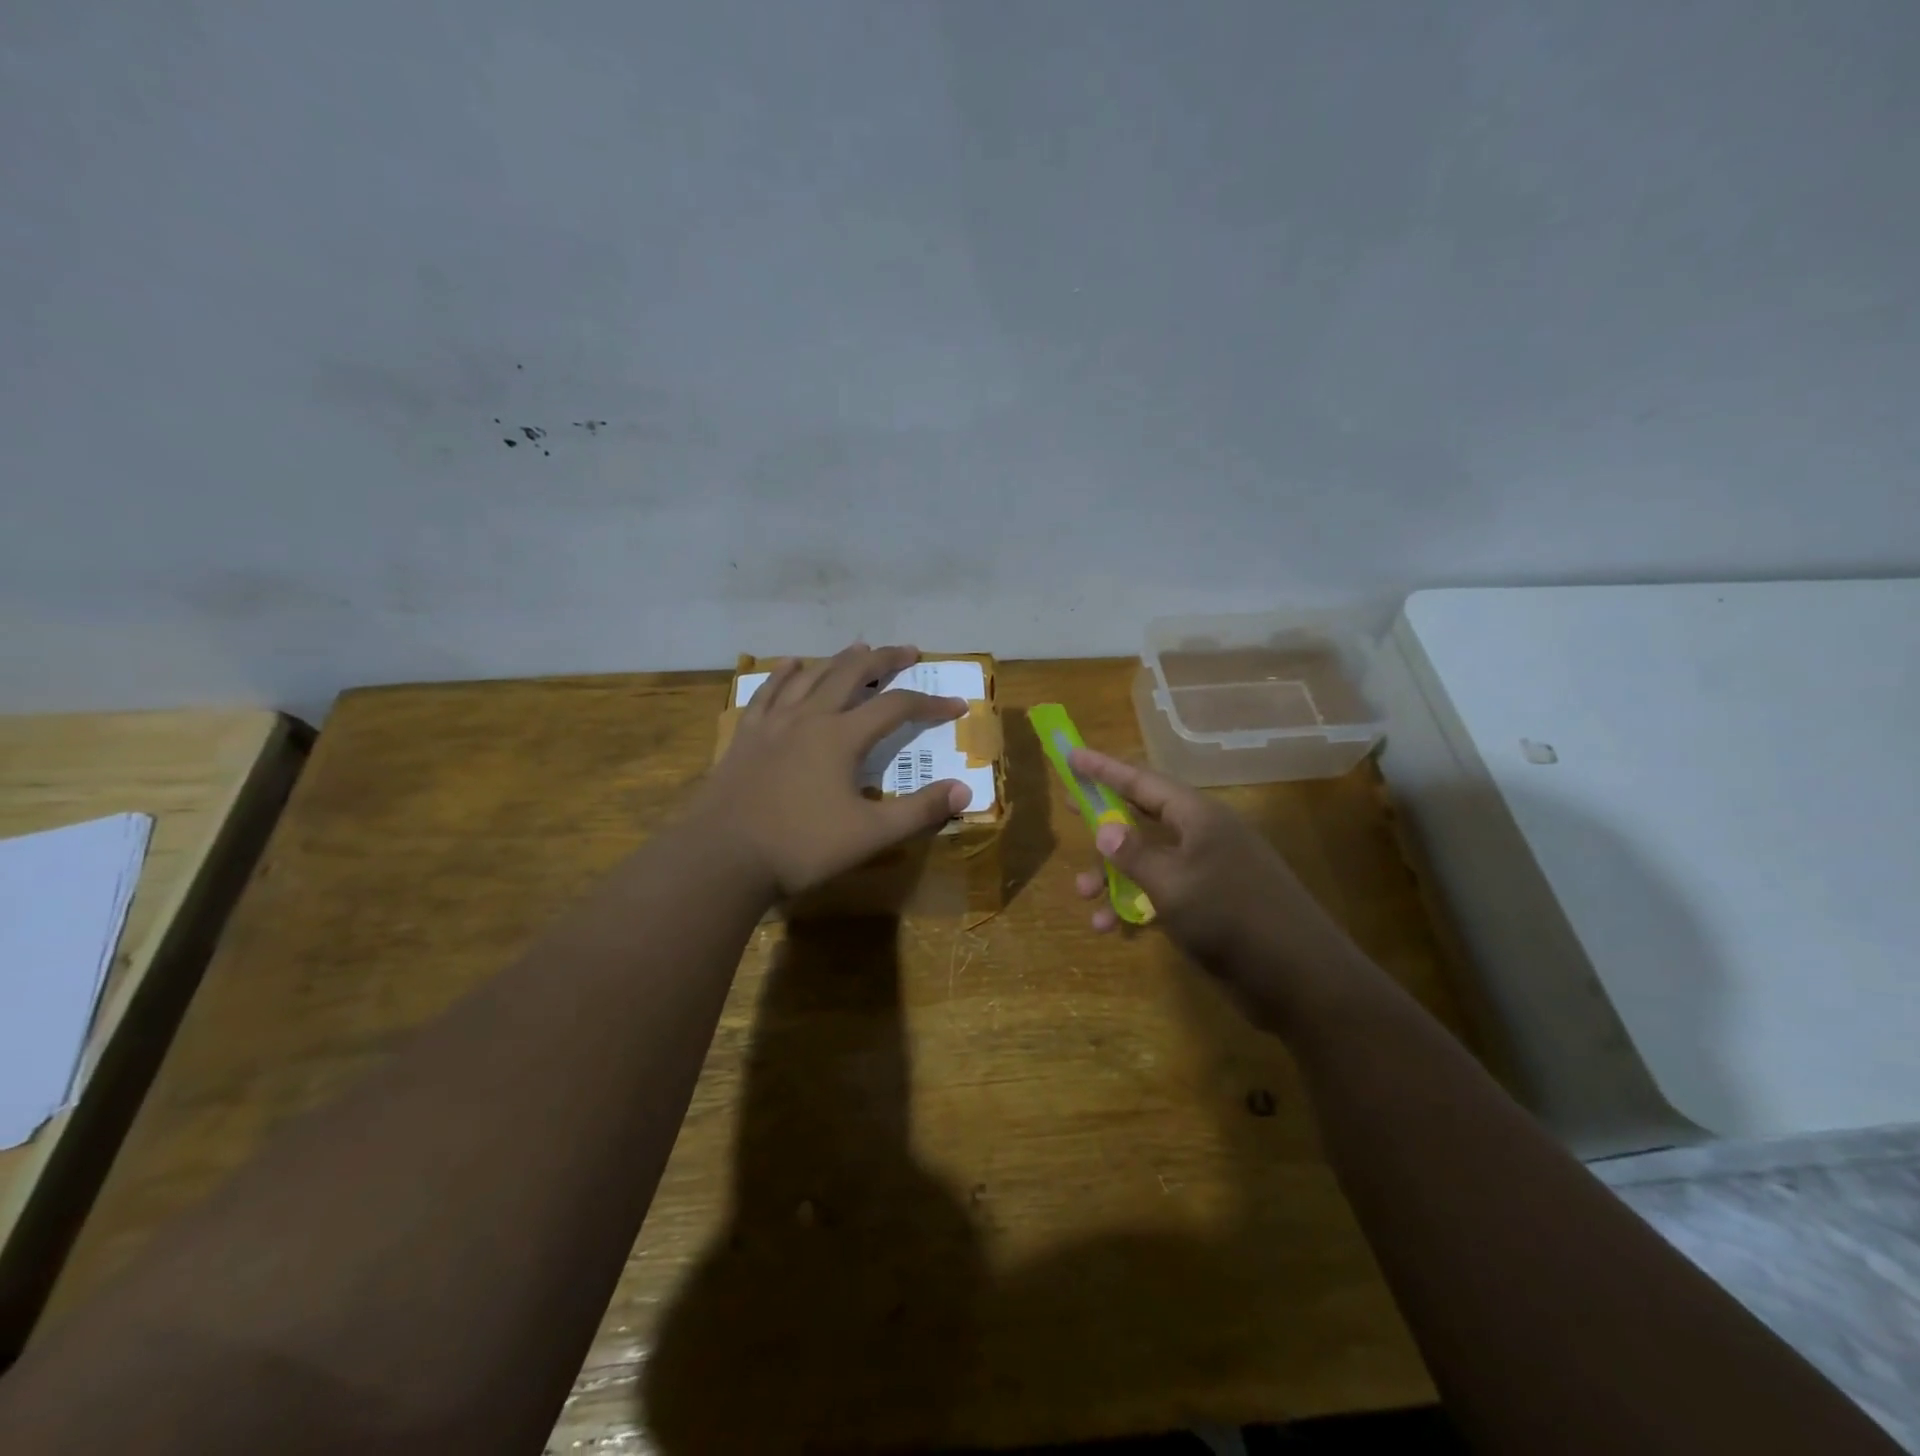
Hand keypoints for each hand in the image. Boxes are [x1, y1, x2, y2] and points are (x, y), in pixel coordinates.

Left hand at [694, 643, 972, 898]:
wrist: (721, 858)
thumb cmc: (801, 847)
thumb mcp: (870, 835)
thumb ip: (920, 811)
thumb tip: (964, 790)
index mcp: (842, 736)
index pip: (897, 706)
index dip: (930, 703)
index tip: (956, 705)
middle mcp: (809, 717)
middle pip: (852, 673)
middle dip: (885, 660)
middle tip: (909, 651)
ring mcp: (773, 723)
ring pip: (811, 675)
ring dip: (839, 659)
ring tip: (859, 648)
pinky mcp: (746, 736)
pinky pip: (768, 692)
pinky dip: (784, 674)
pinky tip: (791, 664)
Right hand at [1068, 748, 1370, 1031]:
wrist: (1300, 980)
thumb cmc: (1231, 918)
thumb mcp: (1172, 883)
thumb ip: (1134, 854)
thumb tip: (1104, 828)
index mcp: (1198, 817)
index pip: (1142, 781)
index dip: (1104, 769)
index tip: (1071, 755)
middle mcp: (1203, 836)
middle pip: (1144, 815)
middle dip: (1105, 818)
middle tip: (1071, 808)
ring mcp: (1209, 871)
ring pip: (1148, 859)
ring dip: (1113, 874)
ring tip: (1084, 896)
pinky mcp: (1211, 905)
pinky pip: (1162, 891)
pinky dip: (1134, 903)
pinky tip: (1112, 925)